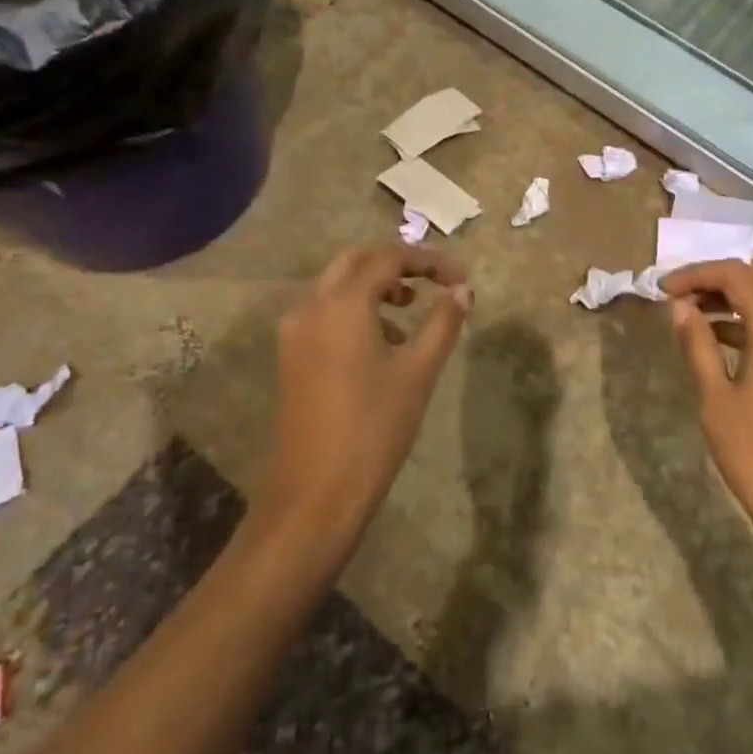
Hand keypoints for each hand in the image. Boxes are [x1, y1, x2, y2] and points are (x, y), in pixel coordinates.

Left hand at [260, 244, 473, 545]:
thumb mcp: (418, 372)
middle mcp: (311, 306)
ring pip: (336, 285)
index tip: (460, 278)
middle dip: (396, 264)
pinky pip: (324, 311)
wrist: (314, 494)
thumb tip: (462, 290)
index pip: (388, 258)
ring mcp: (294, 331)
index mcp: (342, 303)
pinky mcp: (290, 355)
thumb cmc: (374, 428)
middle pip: (356, 261)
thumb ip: (442, 322)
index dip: (428, 261)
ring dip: (374, 285)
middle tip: (432, 282)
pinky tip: (381, 342)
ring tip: (410, 312)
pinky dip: (354, 308)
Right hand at [662, 261, 752, 553]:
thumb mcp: (715, 398)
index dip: (696, 274)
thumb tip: (681, 308)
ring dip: (737, 297)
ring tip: (696, 316)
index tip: (664, 290)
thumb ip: (697, 344)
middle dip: (717, 279)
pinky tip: (725, 339)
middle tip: (681, 298)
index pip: (735, 275)